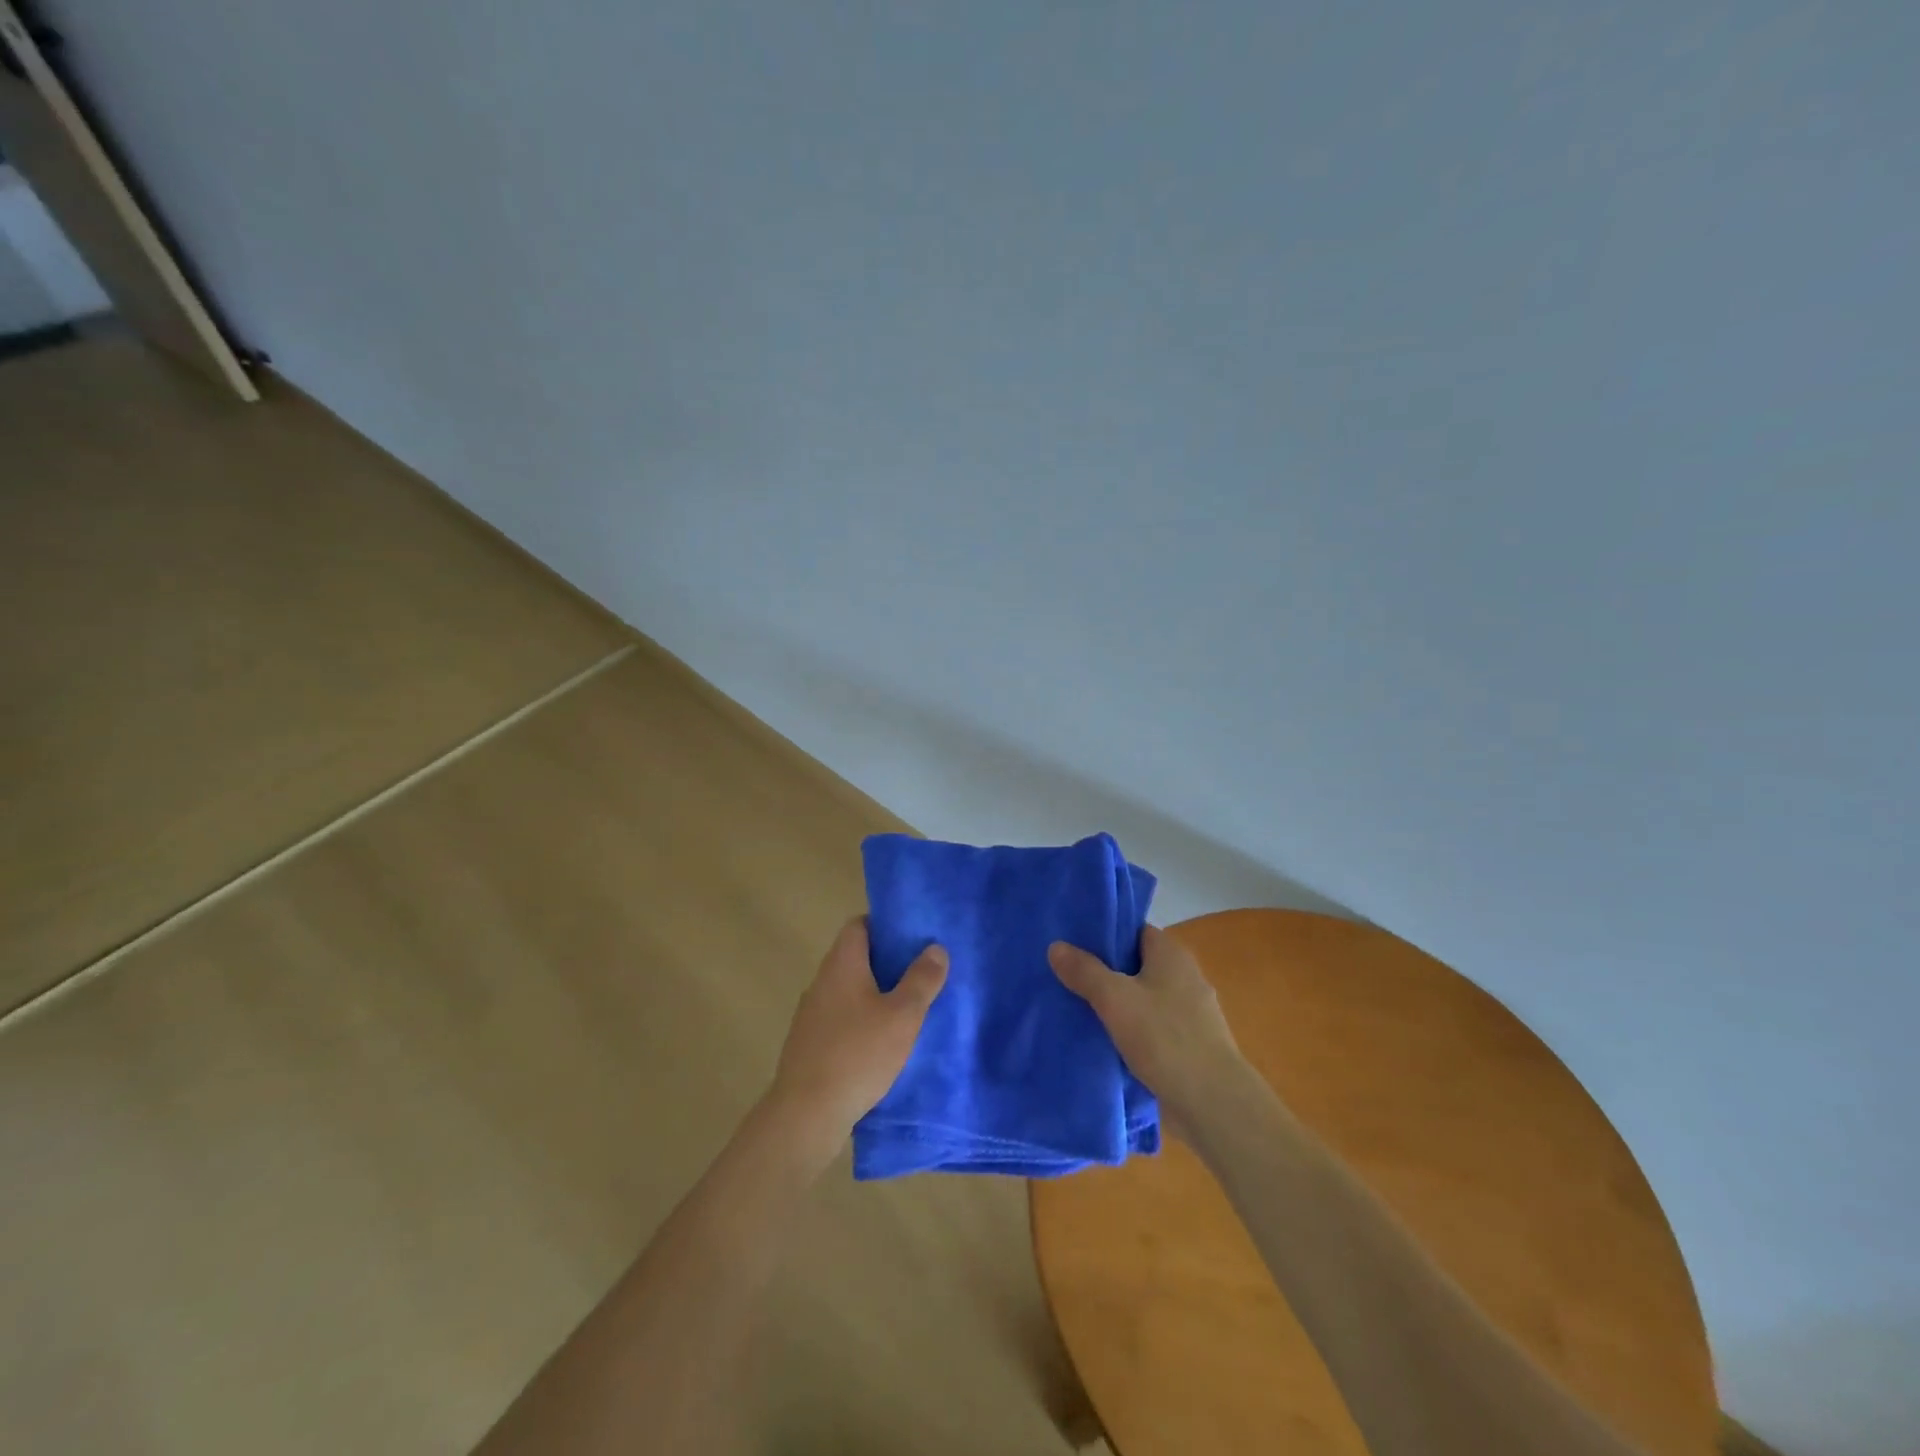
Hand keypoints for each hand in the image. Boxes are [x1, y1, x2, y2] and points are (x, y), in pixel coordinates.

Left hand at [767, 917, 947, 1155]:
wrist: (806, 1114)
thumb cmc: (858, 1054)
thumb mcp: (903, 1016)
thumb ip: (922, 979)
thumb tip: (935, 948)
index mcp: (842, 964)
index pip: (859, 925)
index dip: (885, 925)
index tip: (912, 936)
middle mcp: (822, 981)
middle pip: (855, 957)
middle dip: (886, 962)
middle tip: (920, 973)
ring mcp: (811, 1014)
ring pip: (848, 990)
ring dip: (874, 994)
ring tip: (906, 1008)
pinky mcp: (809, 1044)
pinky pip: (840, 1019)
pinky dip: (860, 1021)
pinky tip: (881, 1043)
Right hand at [1049, 925, 1244, 1123]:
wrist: (1212, 1103)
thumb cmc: (1164, 1037)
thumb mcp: (1114, 998)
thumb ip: (1085, 971)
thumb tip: (1056, 946)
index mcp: (1172, 954)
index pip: (1134, 931)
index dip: (1105, 934)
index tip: (1073, 943)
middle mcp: (1185, 976)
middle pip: (1137, 965)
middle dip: (1105, 971)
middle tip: (1066, 976)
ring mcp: (1191, 1013)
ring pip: (1143, 998)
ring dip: (1117, 1004)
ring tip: (1077, 1008)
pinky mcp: (1189, 1045)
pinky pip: (1152, 1027)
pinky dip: (1131, 1031)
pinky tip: (1104, 1041)